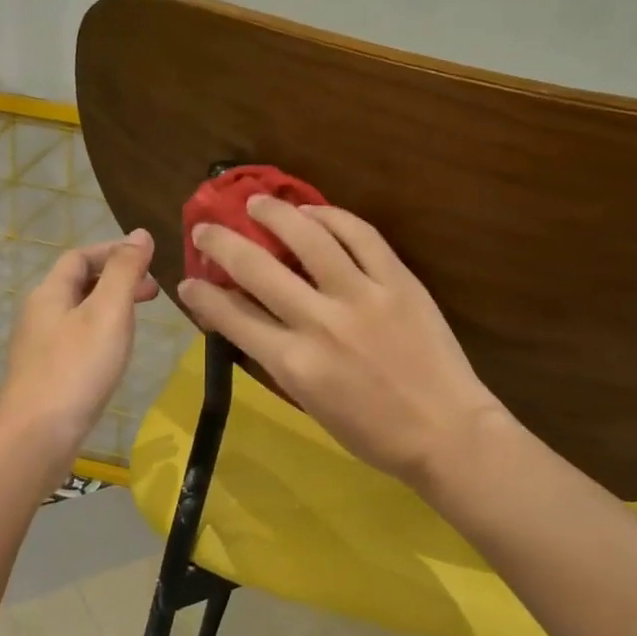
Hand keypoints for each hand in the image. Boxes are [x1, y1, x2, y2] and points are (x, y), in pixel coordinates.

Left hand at [0, 230, 158, 459]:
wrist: (37, 436)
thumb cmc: (77, 368)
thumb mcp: (109, 312)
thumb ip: (125, 271)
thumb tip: (140, 234)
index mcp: (50, 293)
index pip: (80, 256)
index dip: (113, 251)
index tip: (148, 258)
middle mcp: (40, 314)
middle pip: (78, 283)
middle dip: (116, 279)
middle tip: (153, 291)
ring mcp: (40, 346)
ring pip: (79, 312)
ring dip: (111, 306)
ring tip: (140, 319)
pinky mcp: (46, 374)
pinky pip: (77, 339)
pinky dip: (102, 332)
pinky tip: (116, 353)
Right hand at [177, 198, 506, 489]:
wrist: (447, 432)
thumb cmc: (374, 433)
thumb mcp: (309, 404)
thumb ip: (276, 359)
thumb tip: (246, 322)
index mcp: (295, 364)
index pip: (232, 316)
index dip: (203, 295)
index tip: (189, 282)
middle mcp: (321, 323)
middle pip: (257, 269)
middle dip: (221, 244)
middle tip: (206, 229)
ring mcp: (363, 296)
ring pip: (308, 238)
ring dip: (275, 214)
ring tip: (257, 202)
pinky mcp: (398, 281)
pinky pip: (361, 235)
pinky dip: (332, 216)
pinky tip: (313, 211)